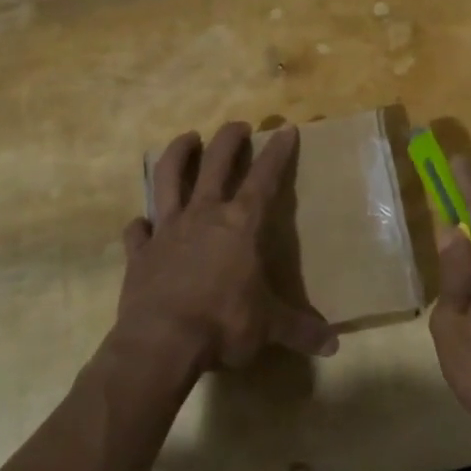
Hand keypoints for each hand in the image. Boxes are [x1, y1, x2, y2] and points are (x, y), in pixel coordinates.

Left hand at [115, 122, 337, 373]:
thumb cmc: (223, 324)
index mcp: (240, 225)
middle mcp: (203, 215)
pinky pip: (137, 231)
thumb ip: (300, 330)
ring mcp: (167, 230)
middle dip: (229, 139)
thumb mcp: (268, 328)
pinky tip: (142, 222)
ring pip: (168, 178)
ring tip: (188, 139)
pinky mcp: (140, 251)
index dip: (277, 152)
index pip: (264, 178)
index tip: (285, 128)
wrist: (162, 342)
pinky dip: (140, 224)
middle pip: (216, 162)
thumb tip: (333, 345)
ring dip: (178, 154)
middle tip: (238, 126)